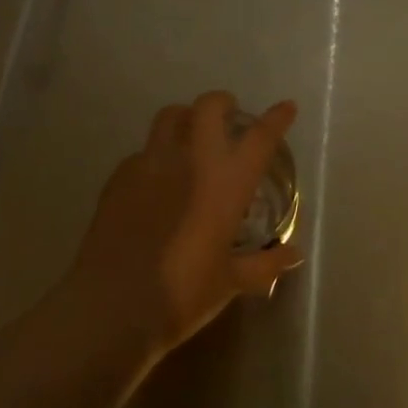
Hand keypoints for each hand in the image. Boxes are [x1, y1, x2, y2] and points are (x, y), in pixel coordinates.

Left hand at [63, 91, 303, 359]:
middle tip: (229, 117)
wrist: (113, 304)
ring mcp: (151, 161)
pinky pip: (143, 151)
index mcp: (227, 182)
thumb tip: (294, 255)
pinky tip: (156, 180)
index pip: (260, 137)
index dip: (277, 118)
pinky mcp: (121, 174)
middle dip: (223, 103)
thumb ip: (265, 264)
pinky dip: (156, 156)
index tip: (286, 107)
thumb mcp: (230, 282)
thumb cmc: (183, 294)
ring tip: (191, 136)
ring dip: (186, 118)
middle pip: (209, 107)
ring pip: (171, 116)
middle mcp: (192, 159)